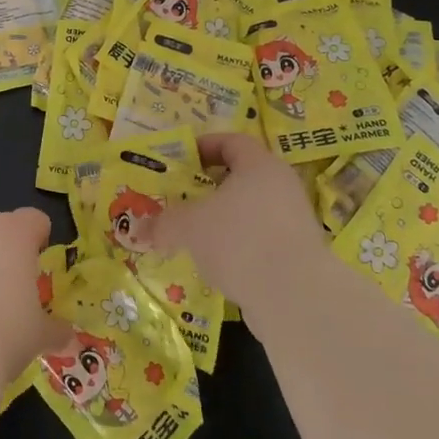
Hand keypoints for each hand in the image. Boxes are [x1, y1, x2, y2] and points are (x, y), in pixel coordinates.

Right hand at [153, 132, 328, 310]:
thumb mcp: (189, 227)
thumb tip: (138, 230)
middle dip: (212, 187)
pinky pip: (263, 241)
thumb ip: (163, 224)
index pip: (232, 142)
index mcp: (259, 165)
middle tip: (185, 197)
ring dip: (226, 220)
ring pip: (253, 211)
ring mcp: (295, 222)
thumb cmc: (238, 239)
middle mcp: (282, 186)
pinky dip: (241, 247)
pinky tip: (221, 266)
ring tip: (197, 236)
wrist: (295, 296)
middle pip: (244, 177)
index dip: (206, 146)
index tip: (184, 160)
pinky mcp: (300, 255)